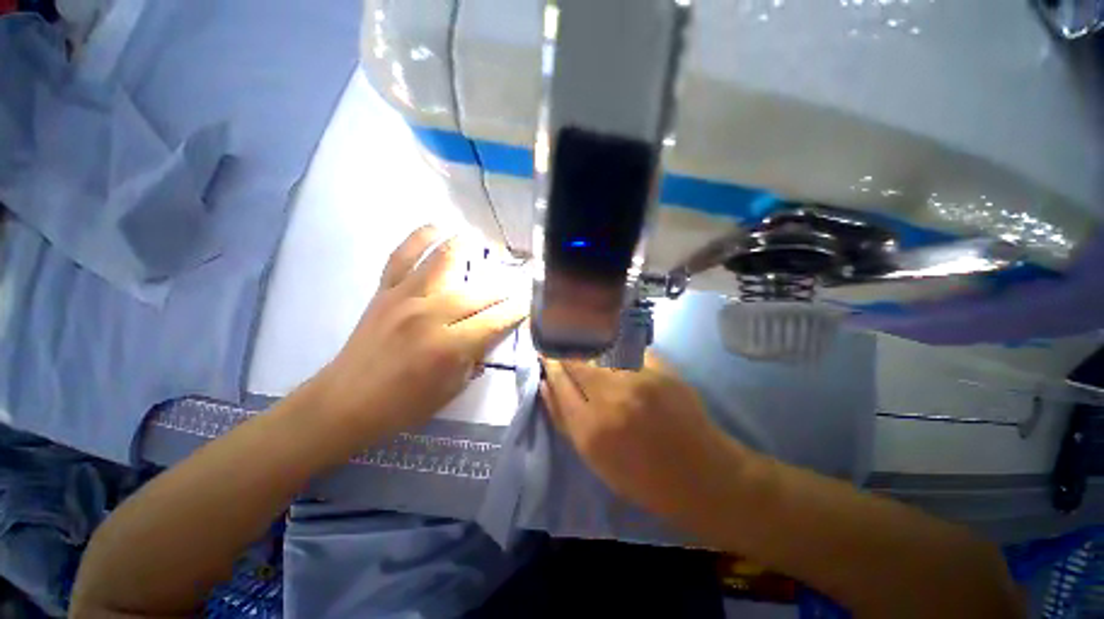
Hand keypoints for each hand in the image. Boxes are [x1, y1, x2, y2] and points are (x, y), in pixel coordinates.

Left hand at [311, 225, 527, 439]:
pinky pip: (402, 257)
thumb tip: (490, 333)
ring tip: (478, 240)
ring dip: (465, 248)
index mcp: (449, 346)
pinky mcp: (384, 292)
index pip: (495, 320)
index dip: (516, 311)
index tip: (528, 304)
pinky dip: (419, 238)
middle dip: (502, 289)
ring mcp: (405, 298)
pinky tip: (435, 227)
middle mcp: (431, 315)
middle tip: (513, 285)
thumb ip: (476, 356)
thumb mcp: (452, 389)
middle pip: (478, 294)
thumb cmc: (404, 404)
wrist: (346, 402)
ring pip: (443, 262)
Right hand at [541, 355, 746, 528]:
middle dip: (565, 349)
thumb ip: (564, 420)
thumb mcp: (593, 459)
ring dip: (586, 343)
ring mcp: (639, 378)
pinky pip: (626, 347)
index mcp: (591, 428)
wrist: (701, 474)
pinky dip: (614, 344)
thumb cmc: (641, 477)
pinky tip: (611, 344)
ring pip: (599, 348)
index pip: (559, 381)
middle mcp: (612, 397)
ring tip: (582, 338)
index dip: (550, 363)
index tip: (546, 353)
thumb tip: (545, 385)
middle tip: (562, 343)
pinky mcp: (661, 368)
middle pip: (577, 359)